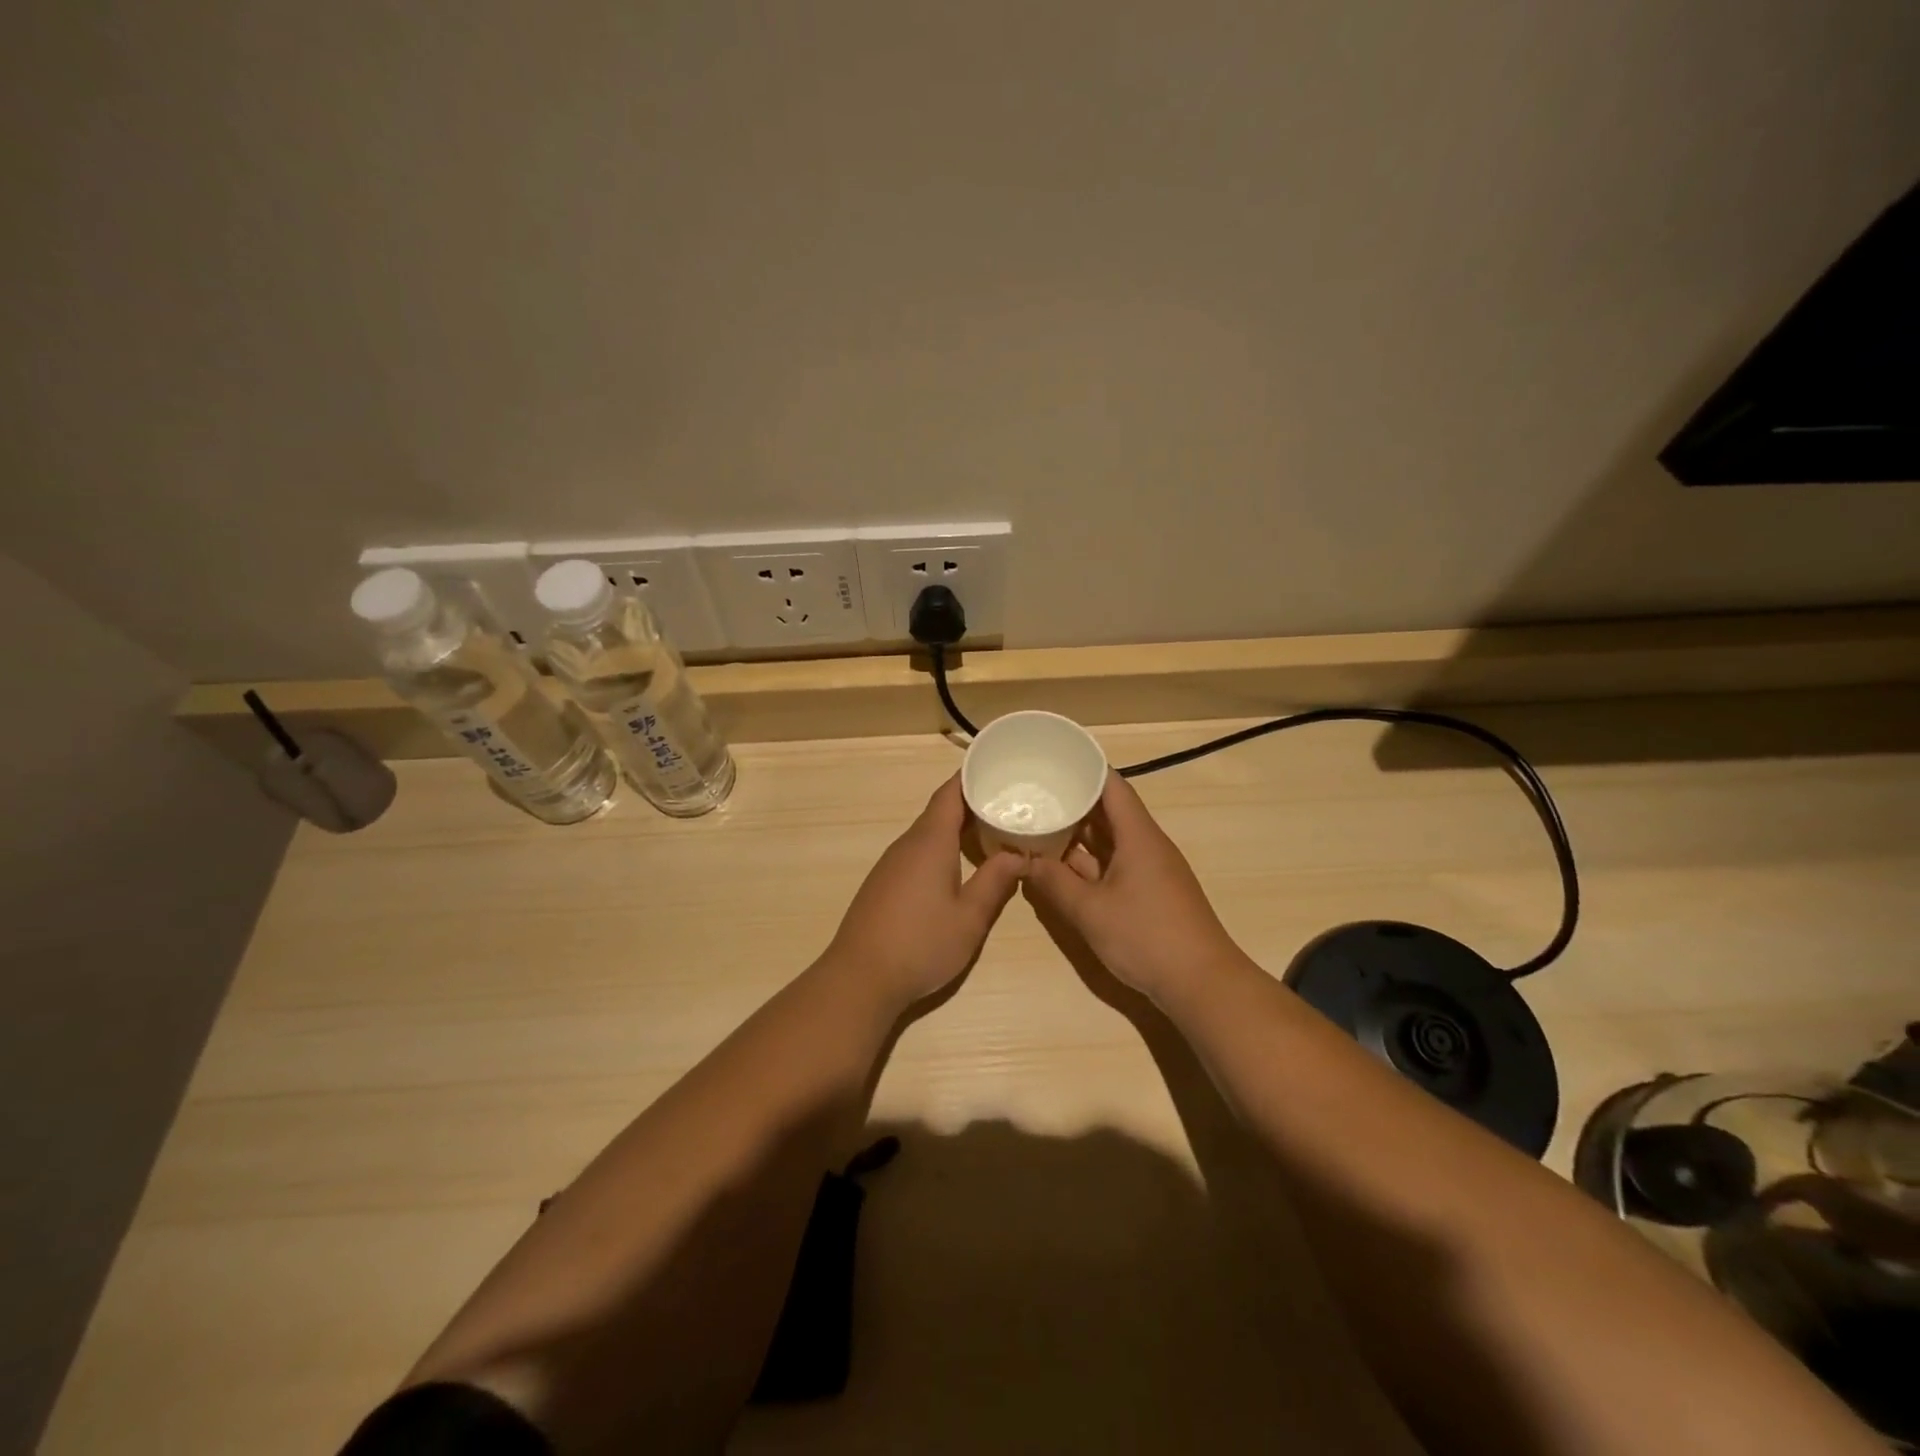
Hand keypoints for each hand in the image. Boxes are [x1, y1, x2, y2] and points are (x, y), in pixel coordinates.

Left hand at [824, 775, 1024, 1011]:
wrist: (860, 978)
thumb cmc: (920, 944)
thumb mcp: (970, 918)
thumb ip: (996, 882)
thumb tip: (1019, 854)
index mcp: (930, 842)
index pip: (950, 794)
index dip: (971, 777)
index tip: (997, 767)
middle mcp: (907, 844)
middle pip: (940, 811)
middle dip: (971, 802)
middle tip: (1007, 801)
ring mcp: (891, 864)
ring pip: (928, 833)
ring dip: (956, 827)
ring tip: (990, 830)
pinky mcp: (883, 884)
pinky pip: (917, 851)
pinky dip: (941, 847)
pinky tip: (958, 865)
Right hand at [1024, 772, 1245, 1002]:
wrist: (1201, 984)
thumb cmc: (1146, 937)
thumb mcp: (1090, 911)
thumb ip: (1054, 883)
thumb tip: (1023, 861)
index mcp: (1138, 836)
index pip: (1111, 786)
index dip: (1084, 770)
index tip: (1053, 762)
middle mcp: (1146, 845)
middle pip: (1108, 812)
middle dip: (1073, 802)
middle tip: (1033, 794)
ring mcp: (1149, 870)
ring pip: (1109, 841)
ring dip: (1078, 835)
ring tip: (1038, 824)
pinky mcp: (1148, 893)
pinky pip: (1114, 865)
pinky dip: (1088, 862)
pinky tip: (1060, 866)